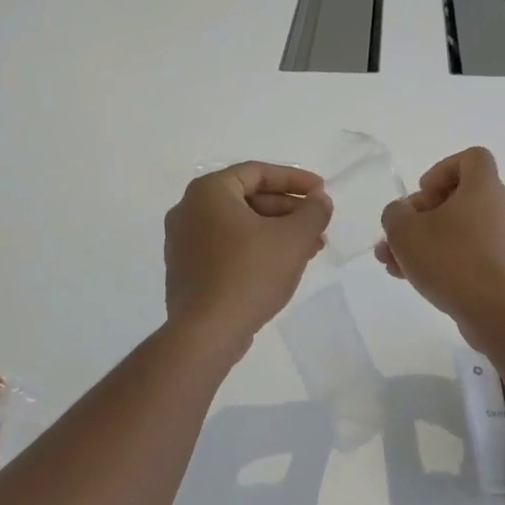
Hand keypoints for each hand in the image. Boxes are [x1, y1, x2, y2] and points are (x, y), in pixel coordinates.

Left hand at [165, 163, 330, 348]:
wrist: (207, 332)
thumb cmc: (250, 273)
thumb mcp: (293, 238)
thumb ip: (313, 212)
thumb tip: (319, 200)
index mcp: (209, 192)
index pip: (257, 173)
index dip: (294, 180)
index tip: (321, 192)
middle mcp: (188, 210)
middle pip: (248, 199)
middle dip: (288, 211)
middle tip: (318, 226)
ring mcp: (183, 242)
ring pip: (239, 226)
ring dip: (276, 232)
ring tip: (309, 250)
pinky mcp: (186, 270)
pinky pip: (226, 248)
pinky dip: (255, 249)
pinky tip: (282, 267)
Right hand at [377, 148, 504, 341]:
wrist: (498, 313)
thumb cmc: (452, 260)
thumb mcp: (405, 232)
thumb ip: (395, 214)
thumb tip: (402, 215)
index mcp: (485, 188)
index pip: (472, 158)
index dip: (442, 169)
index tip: (422, 194)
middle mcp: (502, 208)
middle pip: (459, 197)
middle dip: (421, 214)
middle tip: (398, 234)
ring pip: (459, 229)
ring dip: (425, 241)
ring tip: (393, 263)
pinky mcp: (504, 268)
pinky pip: (469, 253)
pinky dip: (443, 259)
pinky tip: (413, 279)